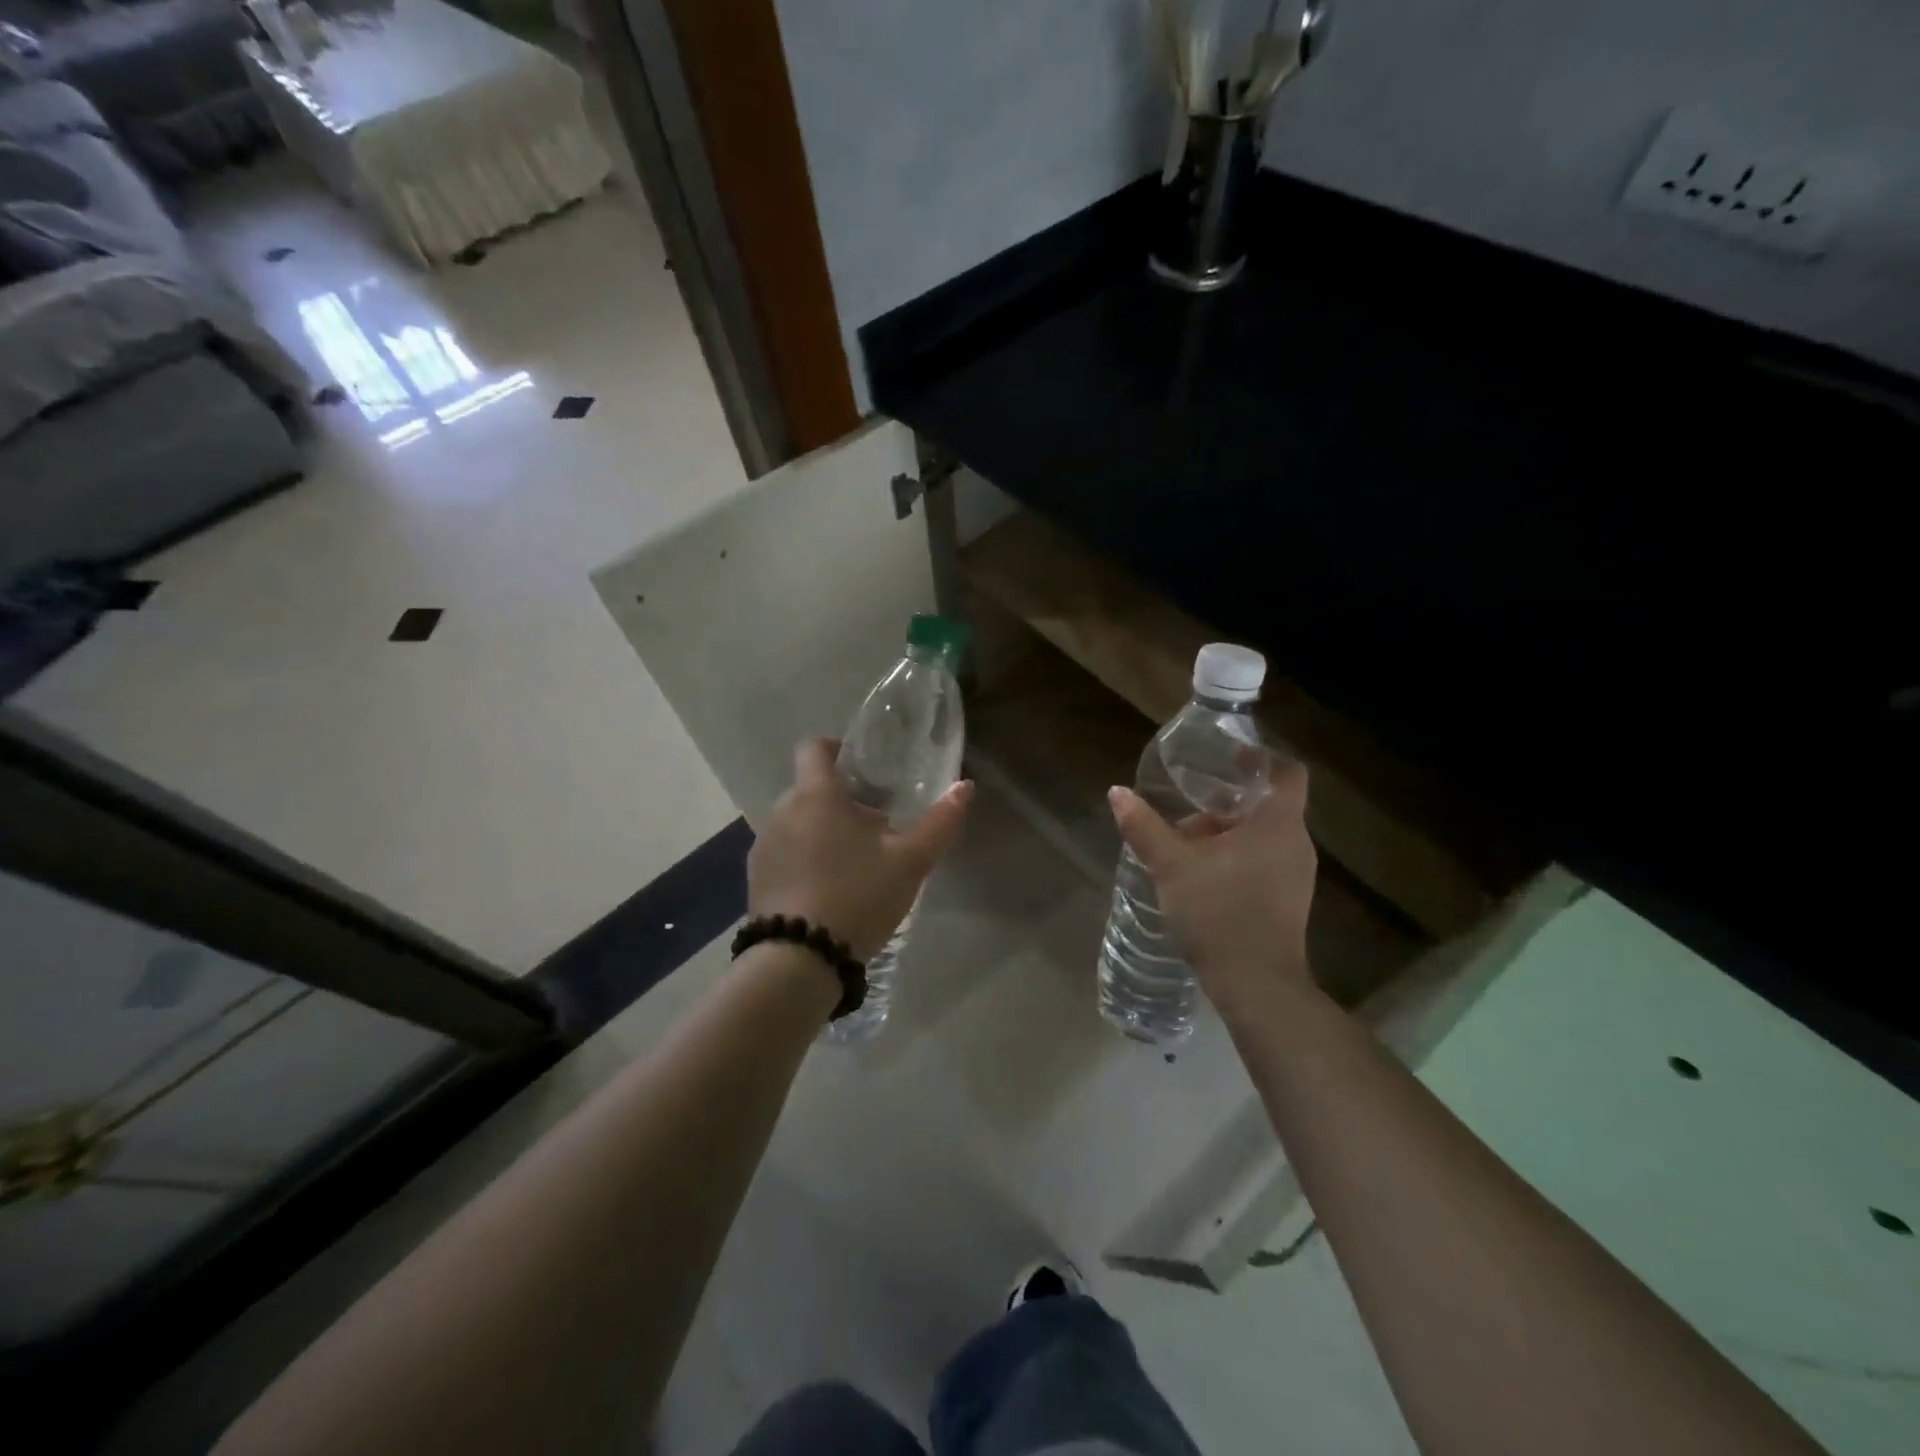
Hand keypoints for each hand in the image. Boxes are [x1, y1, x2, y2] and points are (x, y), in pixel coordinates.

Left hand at [749, 738, 973, 961]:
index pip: (814, 747)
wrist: (798, 960)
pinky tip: (829, 890)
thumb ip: (939, 822)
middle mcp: (782, 811)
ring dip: (822, 830)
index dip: (838, 748)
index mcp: (815, 795)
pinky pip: (784, 852)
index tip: (865, 768)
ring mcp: (763, 846)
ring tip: (855, 862)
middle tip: (877, 826)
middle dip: (841, 799)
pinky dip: (804, 858)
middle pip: (810, 788)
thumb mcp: (909, 862)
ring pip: (797, 822)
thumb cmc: (857, 896)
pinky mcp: (755, 878)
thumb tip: (964, 787)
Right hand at [1108, 757, 1317, 1016]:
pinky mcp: (1288, 901)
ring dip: (1227, 832)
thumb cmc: (1219, 914)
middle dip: (1226, 802)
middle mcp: (1296, 843)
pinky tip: (1201, 874)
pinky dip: (1236, 857)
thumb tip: (1117, 793)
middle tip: (1188, 803)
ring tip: (1185, 841)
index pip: (1286, 772)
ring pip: (1262, 836)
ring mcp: (1296, 875)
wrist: (1256, 986)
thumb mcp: (1172, 866)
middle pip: (1266, 805)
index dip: (1259, 758)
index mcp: (1278, 824)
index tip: (1226, 758)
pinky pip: (1264, 861)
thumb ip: (1144, 827)